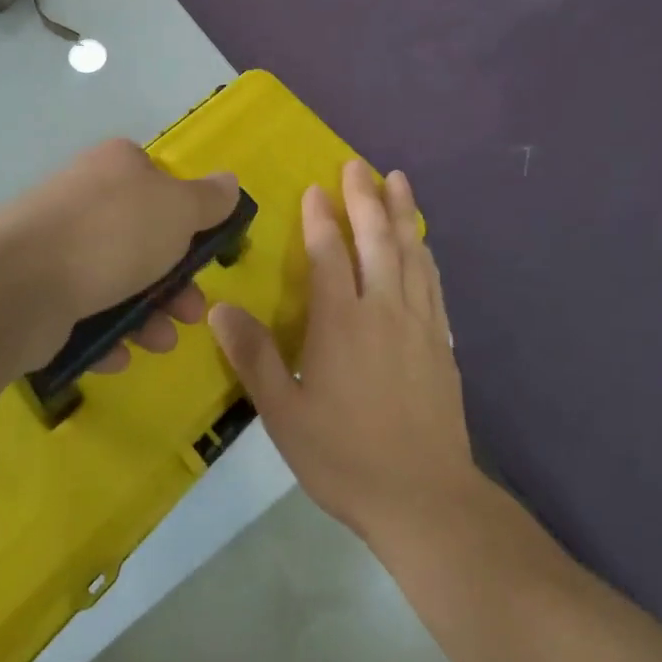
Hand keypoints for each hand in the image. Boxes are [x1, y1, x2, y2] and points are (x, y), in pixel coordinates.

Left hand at [0, 139, 239, 375]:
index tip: (204, 255)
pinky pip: (82, 312)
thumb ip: (209, 199)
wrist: (18, 286)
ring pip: (116, 281)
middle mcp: (85, 198)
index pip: (162, 185)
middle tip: (191, 312)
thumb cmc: (113, 237)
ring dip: (147, 315)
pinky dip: (105, 334)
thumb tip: (229, 182)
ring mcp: (56, 245)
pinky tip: (117, 354)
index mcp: (118, 167)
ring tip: (159, 342)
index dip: (188, 221)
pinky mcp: (35, 289)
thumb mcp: (178, 210)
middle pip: (144, 240)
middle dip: (174, 282)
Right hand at [208, 160, 478, 542]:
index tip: (316, 187)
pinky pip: (432, 280)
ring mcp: (418, 322)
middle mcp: (382, 309)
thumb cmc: (344, 456)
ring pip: (410, 252)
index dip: (321, 217)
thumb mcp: (283, 415)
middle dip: (365, 197)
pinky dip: (424, 251)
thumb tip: (220, 310)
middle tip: (357, 164)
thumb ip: (253, 357)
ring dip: (401, 212)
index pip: (328, 254)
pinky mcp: (441, 340)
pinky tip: (421, 241)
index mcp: (340, 323)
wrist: (423, 497)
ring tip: (397, 180)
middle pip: (375, 239)